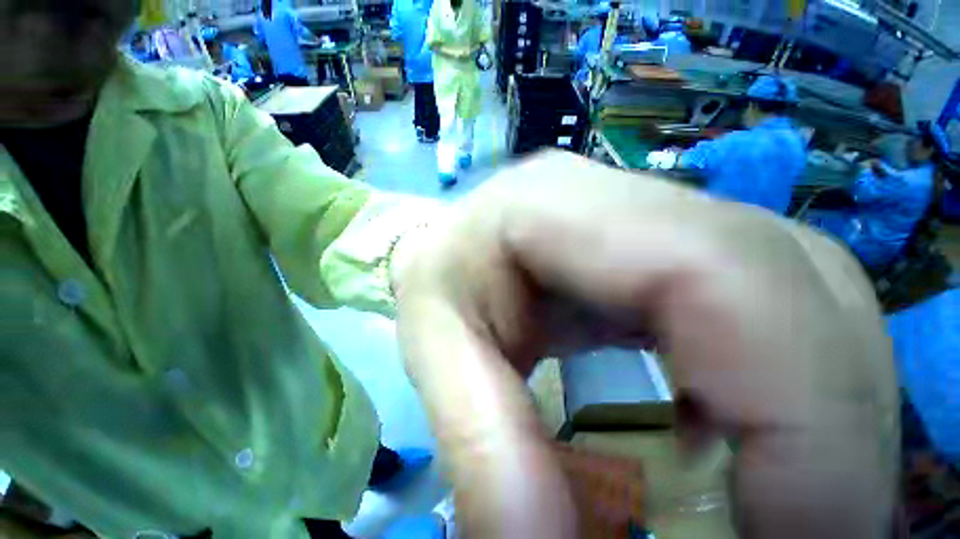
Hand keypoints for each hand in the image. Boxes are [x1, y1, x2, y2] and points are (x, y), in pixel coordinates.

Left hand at [392, 152, 897, 537]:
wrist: (456, 244)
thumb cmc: (440, 280)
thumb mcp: (435, 344)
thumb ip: (482, 443)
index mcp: (552, 201)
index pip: (712, 269)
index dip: (800, 410)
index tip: (812, 538)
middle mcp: (624, 193)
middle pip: (787, 280)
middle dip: (830, 425)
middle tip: (812, 537)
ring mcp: (657, 210)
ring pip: (808, 291)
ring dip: (825, 409)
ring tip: (793, 501)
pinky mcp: (669, 240)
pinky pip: (776, 303)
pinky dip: (795, 382)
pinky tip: (750, 437)